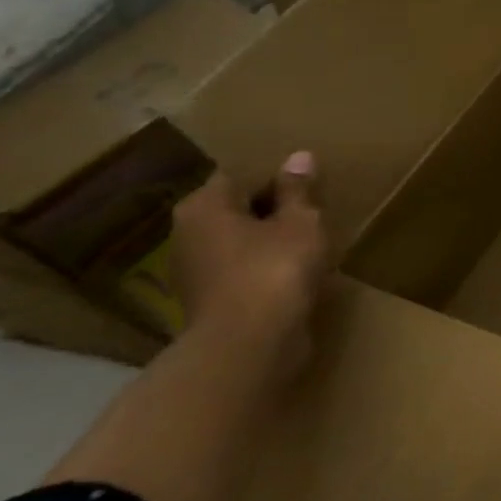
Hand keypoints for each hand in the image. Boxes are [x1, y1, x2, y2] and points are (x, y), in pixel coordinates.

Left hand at [170, 151, 326, 376]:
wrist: (251, 344)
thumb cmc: (275, 268)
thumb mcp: (300, 221)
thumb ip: (299, 190)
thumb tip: (298, 157)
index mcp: (204, 207)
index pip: (238, 176)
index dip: (274, 177)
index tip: (306, 184)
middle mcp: (188, 235)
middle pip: (235, 211)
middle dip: (270, 210)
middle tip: (312, 210)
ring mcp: (195, 273)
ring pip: (239, 243)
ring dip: (269, 241)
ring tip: (309, 241)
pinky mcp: (211, 302)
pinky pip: (243, 272)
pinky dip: (266, 268)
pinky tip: (296, 272)